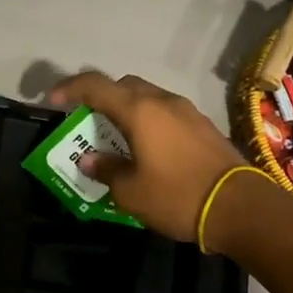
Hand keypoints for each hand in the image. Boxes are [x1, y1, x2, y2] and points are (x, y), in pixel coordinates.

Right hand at [48, 71, 245, 242]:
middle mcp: (163, 102)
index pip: (95, 86)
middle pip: (124, 87)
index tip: (52, 101)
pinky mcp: (203, 127)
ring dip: (127, 111)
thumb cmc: (177, 196)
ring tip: (116, 139)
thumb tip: (89, 160)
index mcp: (139, 111)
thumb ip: (106, 170)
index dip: (70, 89)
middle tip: (87, 123)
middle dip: (101, 99)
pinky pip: (166, 114)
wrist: (240, 207)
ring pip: (148, 99)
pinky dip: (149, 123)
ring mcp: (187, 112)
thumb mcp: (131, 191)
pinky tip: (147, 150)